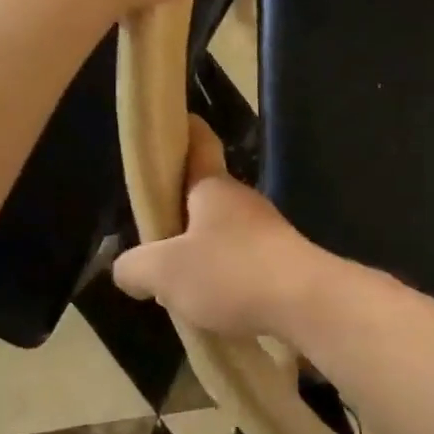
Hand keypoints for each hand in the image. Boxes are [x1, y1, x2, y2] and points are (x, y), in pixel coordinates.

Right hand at [113, 119, 331, 339]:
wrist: (306, 303)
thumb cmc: (231, 272)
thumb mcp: (165, 273)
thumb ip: (135, 267)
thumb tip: (127, 269)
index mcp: (213, 187)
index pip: (199, 145)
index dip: (185, 131)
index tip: (175, 125)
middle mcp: (242, 200)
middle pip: (203, 200)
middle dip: (178, 221)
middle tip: (152, 252)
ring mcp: (267, 231)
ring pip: (223, 236)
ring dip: (202, 257)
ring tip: (180, 291)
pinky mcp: (284, 261)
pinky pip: (243, 264)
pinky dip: (225, 281)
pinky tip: (214, 309)